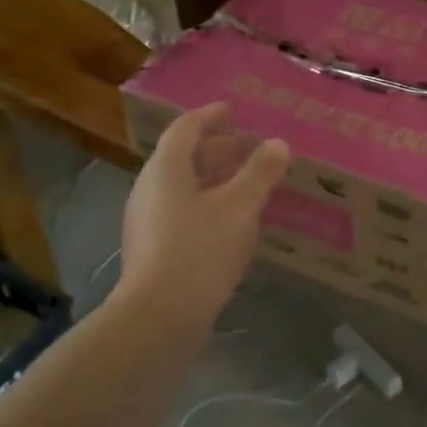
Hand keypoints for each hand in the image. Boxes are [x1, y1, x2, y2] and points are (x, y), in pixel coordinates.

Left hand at [119, 102, 290, 328]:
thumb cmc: (200, 250)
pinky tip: (232, 220)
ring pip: (183, 186)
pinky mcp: (153, 248)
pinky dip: (207, 203)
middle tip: (248, 147)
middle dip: (216, 148)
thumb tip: (278, 144)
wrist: (159, 316)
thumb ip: (260, 172)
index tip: (232, 110)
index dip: (210, 116)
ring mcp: (148, 221)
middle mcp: (150, 189)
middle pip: (183, 157)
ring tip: (247, 182)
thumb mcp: (240, 207)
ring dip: (214, 178)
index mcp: (166, 169)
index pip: (185, 128)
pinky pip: (182, 211)